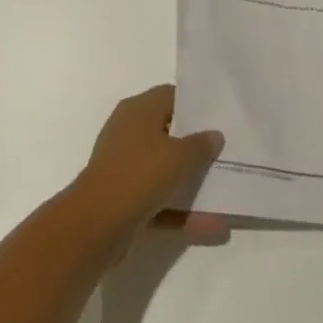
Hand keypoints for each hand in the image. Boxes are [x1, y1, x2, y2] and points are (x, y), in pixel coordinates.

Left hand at [72, 85, 224, 249]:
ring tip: (225, 190)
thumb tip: (215, 134)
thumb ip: (200, 145)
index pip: (170, 96)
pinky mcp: (124, 198)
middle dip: (195, 146)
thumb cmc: (140, 174)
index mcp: (139, 109)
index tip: (219, 118)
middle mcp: (129, 131)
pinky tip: (213, 225)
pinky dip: (182, 210)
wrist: (96, 224)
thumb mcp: (179, 156)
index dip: (195, 106)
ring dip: (191, 183)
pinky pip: (160, 200)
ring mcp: (125, 166)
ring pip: (164, 170)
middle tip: (225, 152)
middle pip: (168, 133)